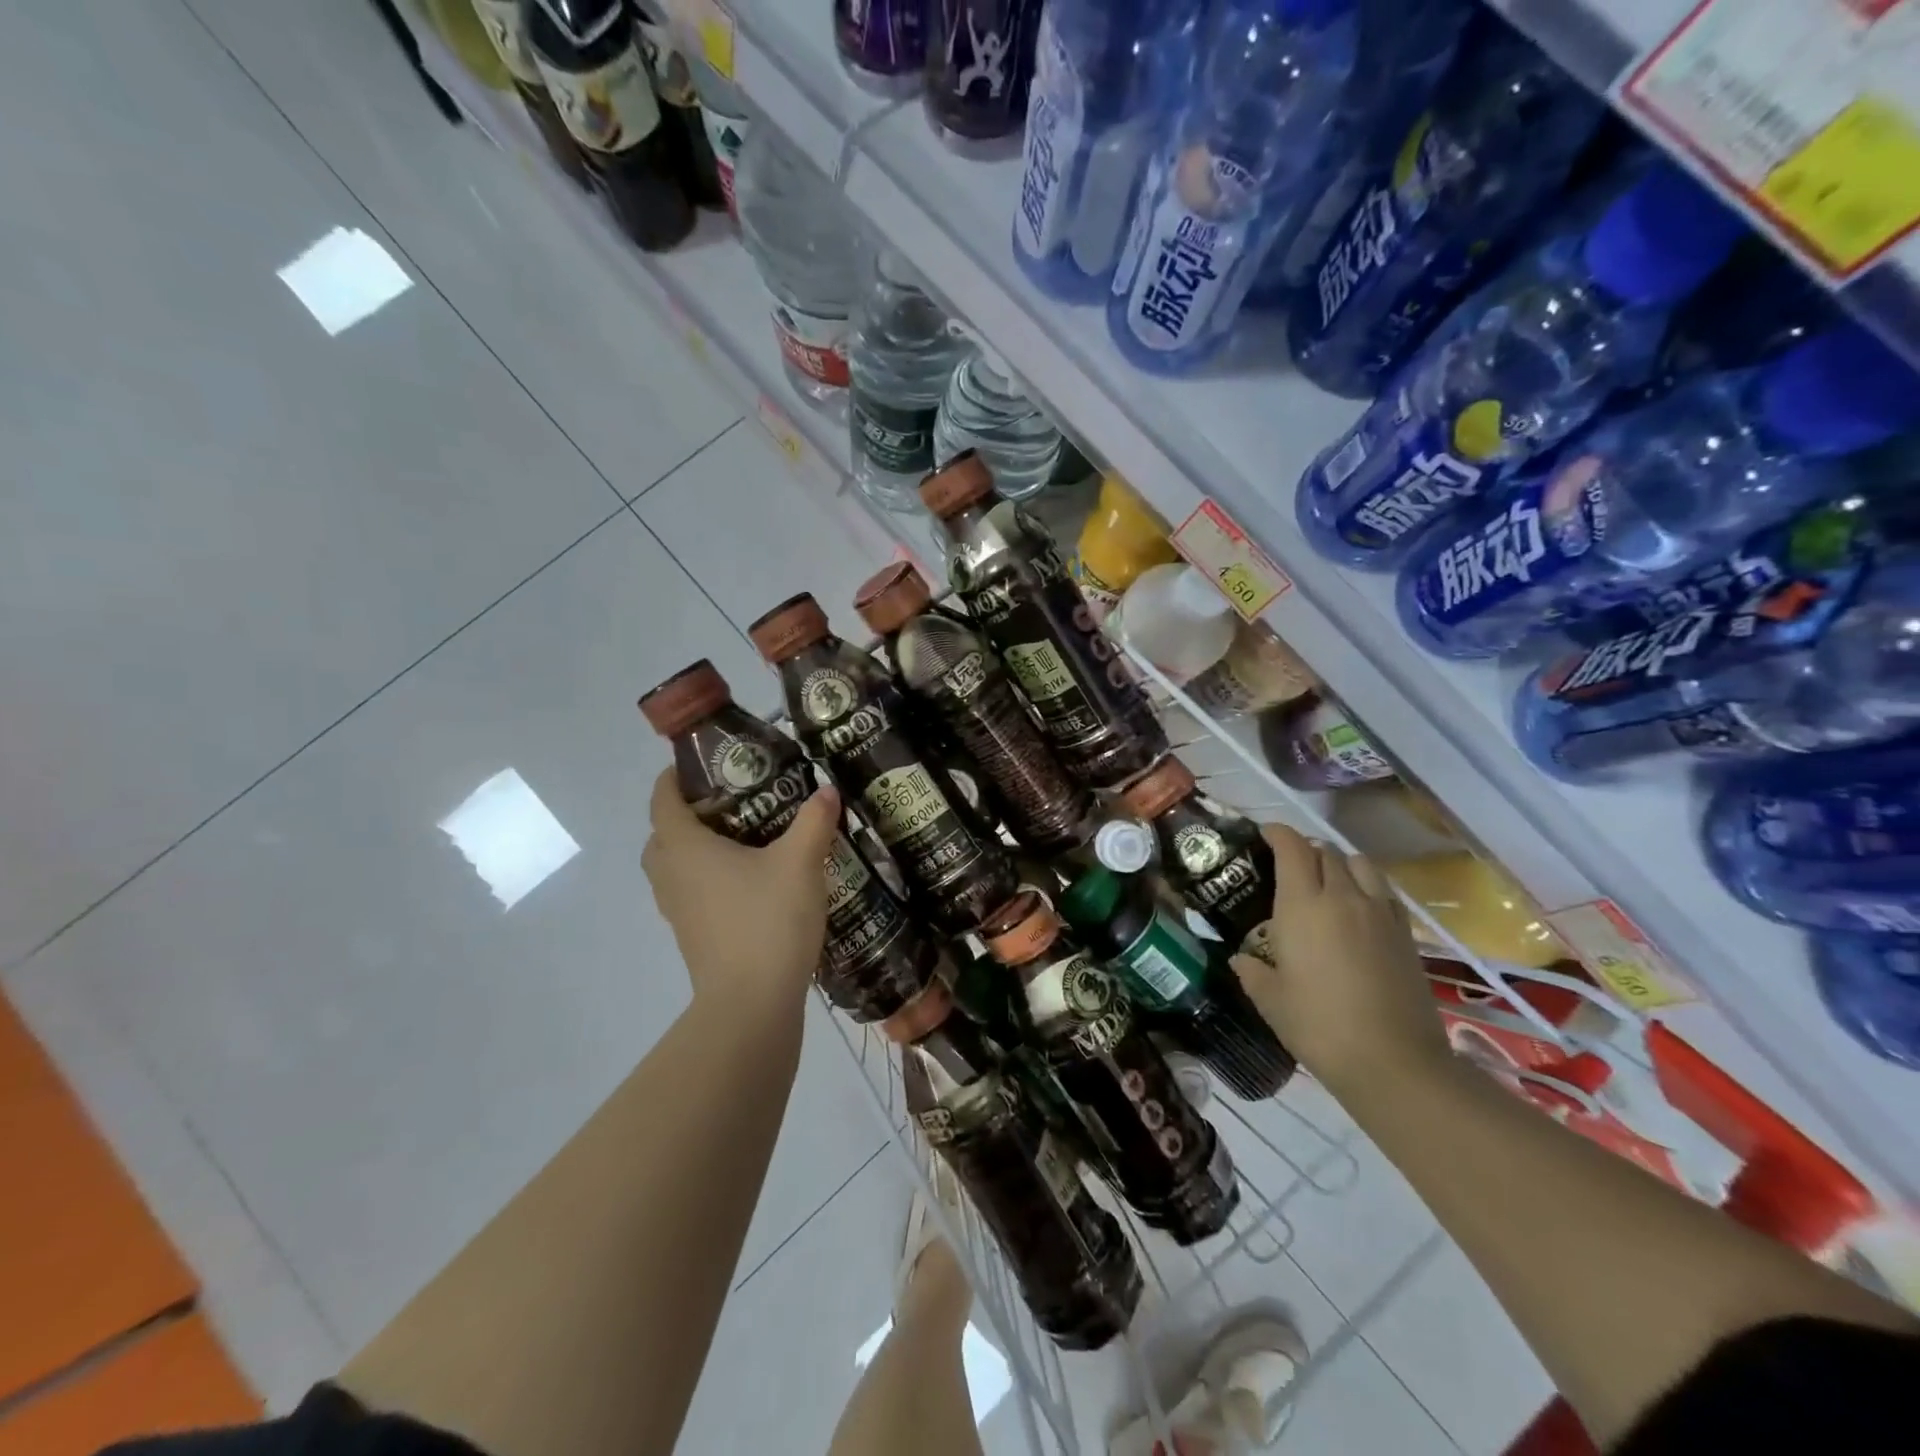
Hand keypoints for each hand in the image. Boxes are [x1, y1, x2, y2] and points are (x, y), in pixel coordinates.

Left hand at [641, 769, 842, 1020]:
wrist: (751, 1004)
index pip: (663, 799)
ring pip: (675, 867)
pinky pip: (690, 893)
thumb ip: (814, 820)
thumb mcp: (801, 862)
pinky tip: (750, 883)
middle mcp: (671, 875)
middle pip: (664, 834)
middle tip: (733, 802)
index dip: (675, 776)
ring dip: (697, 849)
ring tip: (744, 840)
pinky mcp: (692, 936)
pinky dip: (708, 879)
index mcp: (685, 848)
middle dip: (689, 813)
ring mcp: (678, 911)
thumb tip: (826, 790)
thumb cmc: (768, 921)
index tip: (705, 763)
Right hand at [1232, 823, 1450, 1098]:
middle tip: (1287, 866)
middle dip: (1304, 850)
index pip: (1292, 848)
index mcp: (1303, 905)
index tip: (1263, 835)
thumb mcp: (1270, 999)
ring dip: (1339, 863)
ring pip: (1360, 864)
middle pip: (1326, 852)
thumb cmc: (1318, 1025)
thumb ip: (1251, 971)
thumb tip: (1241, 959)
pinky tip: (1357, 909)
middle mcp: (1343, 897)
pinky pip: (1383, 890)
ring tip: (1326, 882)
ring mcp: (1379, 913)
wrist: (1393, 1061)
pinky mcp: (1405, 933)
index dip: (1277, 833)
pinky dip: (1366, 886)